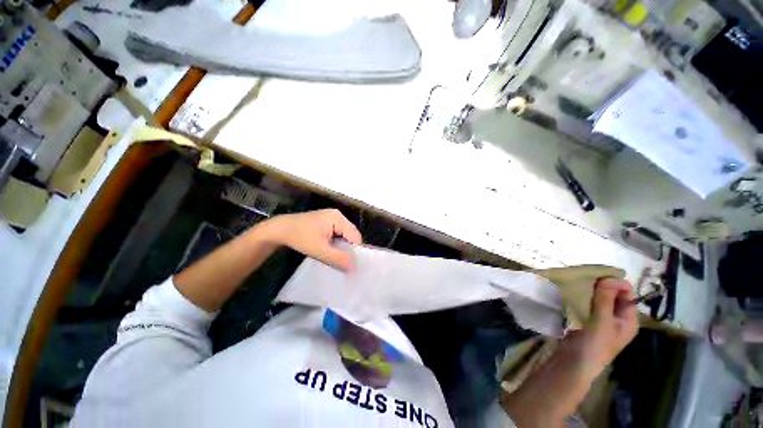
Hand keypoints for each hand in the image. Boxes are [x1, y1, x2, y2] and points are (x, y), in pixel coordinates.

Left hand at [260, 209, 362, 270]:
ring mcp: (332, 217)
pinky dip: (337, 243)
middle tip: (346, 263)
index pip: (355, 236)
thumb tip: (353, 268)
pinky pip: (338, 233)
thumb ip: (337, 258)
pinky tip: (333, 251)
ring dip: (343, 246)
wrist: (280, 230)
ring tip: (340, 258)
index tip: (353, 265)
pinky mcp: (327, 222)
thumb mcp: (319, 250)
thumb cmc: (300, 238)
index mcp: (338, 218)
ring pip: (345, 235)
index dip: (355, 250)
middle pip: (351, 234)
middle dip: (349, 248)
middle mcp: (338, 215)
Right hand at [564, 278, 639, 374]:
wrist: (574, 363)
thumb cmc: (594, 345)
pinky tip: (577, 294)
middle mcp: (619, 319)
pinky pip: (591, 304)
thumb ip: (605, 299)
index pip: (629, 295)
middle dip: (605, 286)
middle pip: (616, 296)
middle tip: (589, 279)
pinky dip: (586, 297)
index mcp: (629, 320)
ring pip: (603, 299)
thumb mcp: (602, 321)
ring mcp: (604, 320)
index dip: (617, 284)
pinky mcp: (590, 321)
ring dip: (594, 291)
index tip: (599, 277)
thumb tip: (608, 276)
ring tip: (582, 284)